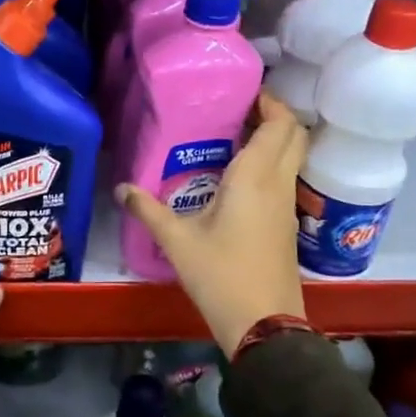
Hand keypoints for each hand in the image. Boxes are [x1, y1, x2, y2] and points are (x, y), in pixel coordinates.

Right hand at [116, 90, 307, 356]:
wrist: (264, 324)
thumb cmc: (221, 275)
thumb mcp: (177, 241)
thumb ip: (148, 210)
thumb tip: (120, 188)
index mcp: (256, 178)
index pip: (280, 124)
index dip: (270, 101)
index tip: (244, 92)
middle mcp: (278, 185)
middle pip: (295, 136)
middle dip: (274, 116)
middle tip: (238, 111)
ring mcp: (286, 206)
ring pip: (292, 158)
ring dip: (273, 141)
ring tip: (232, 138)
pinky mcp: (286, 225)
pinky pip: (284, 180)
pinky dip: (270, 165)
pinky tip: (236, 178)